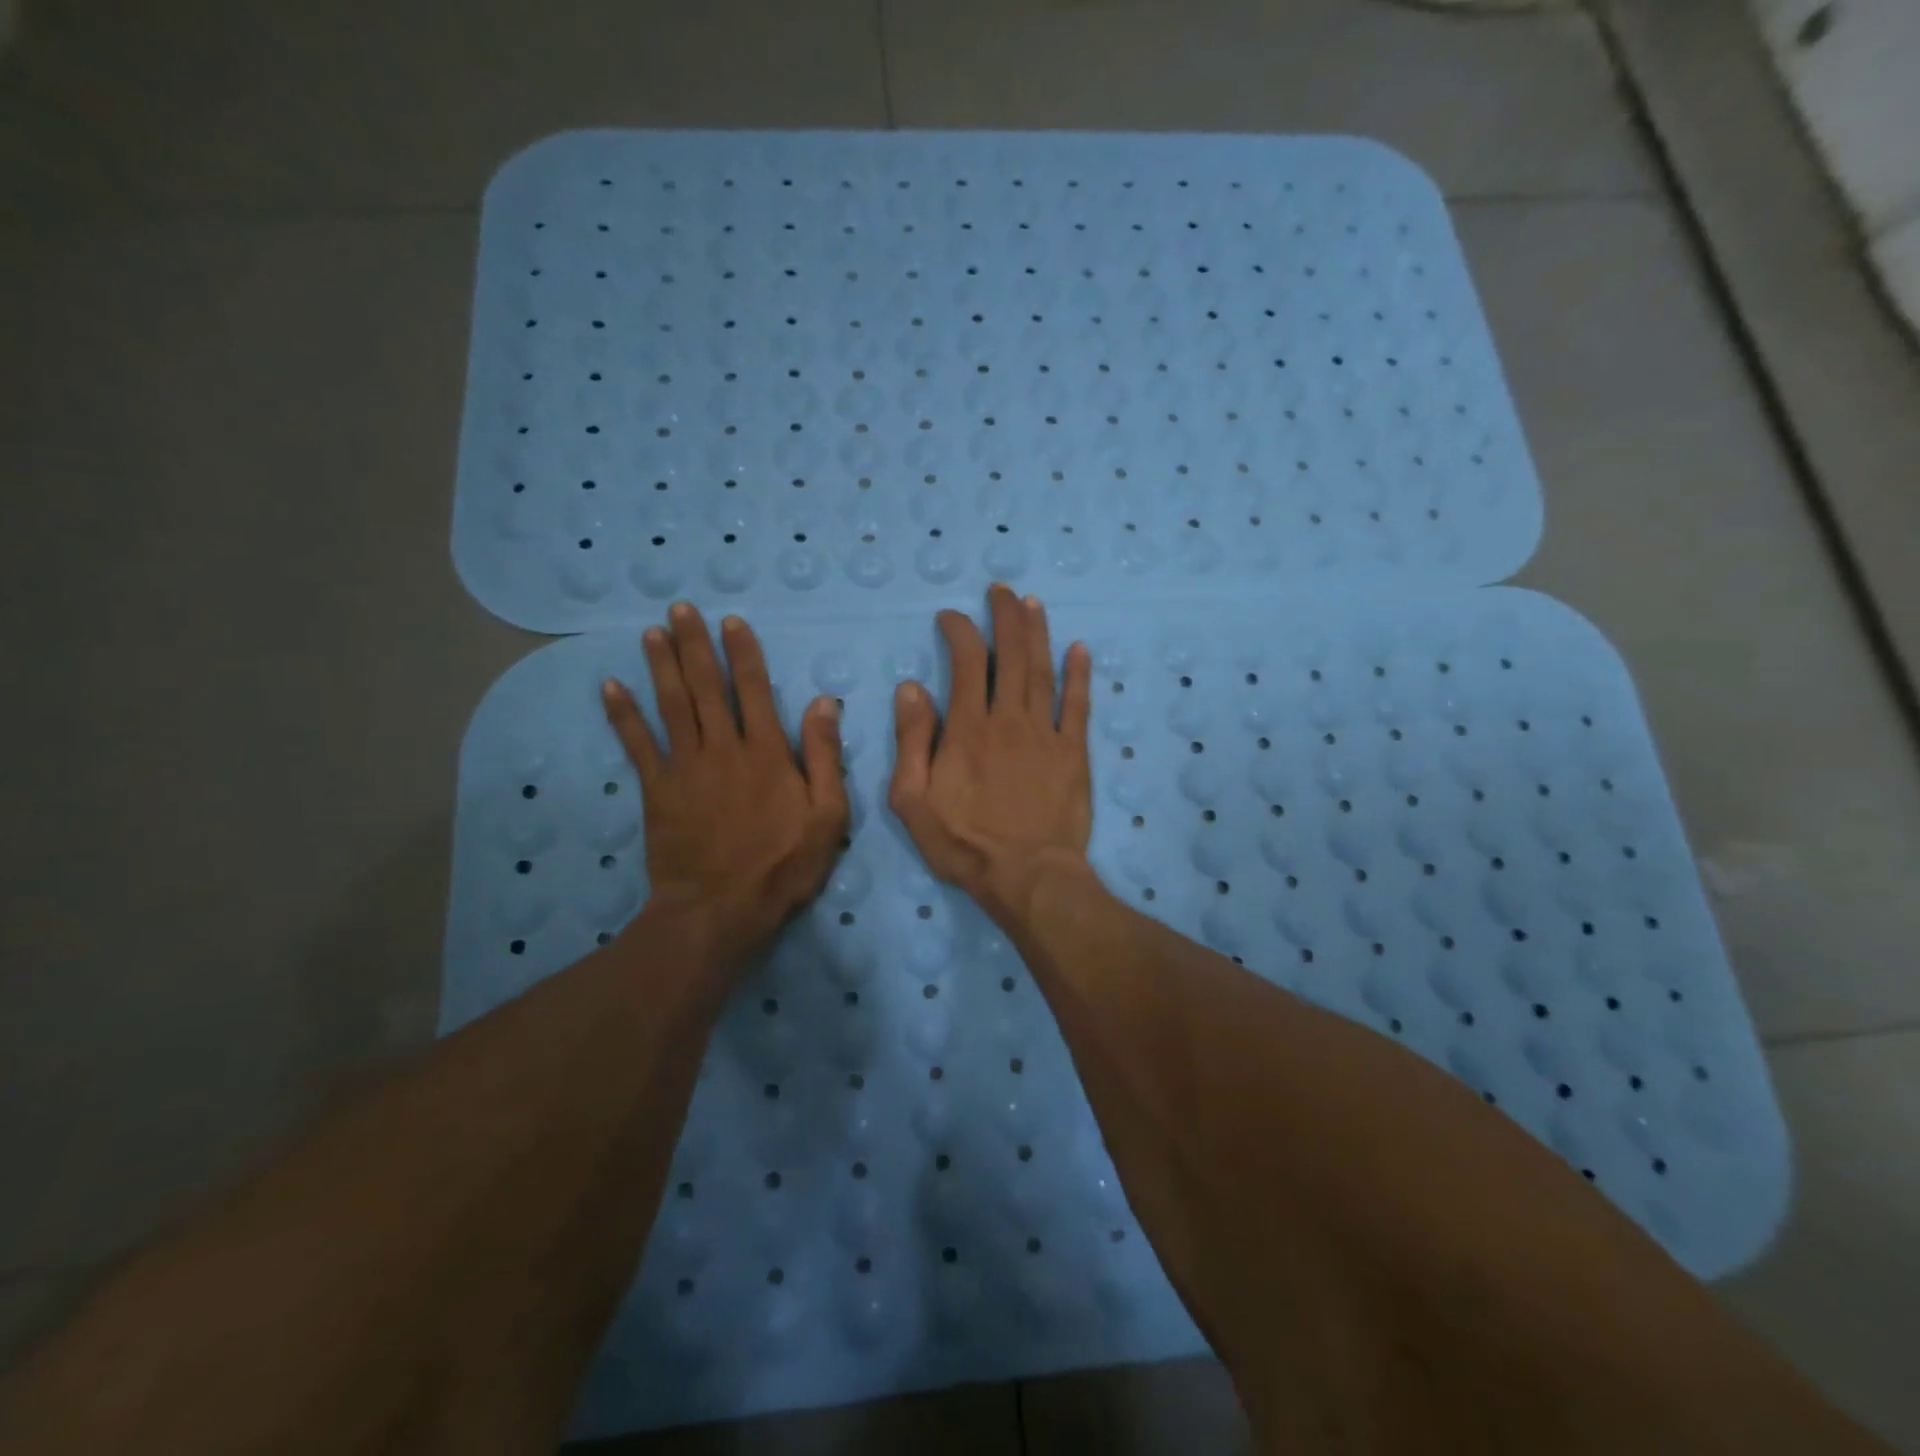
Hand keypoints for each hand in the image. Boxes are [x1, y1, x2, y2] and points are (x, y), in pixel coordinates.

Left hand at [602, 603, 848, 962]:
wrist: (721, 909)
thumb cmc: (783, 864)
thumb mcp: (828, 814)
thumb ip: (825, 756)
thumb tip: (823, 703)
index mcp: (767, 752)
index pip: (754, 690)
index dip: (743, 653)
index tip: (731, 621)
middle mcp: (723, 747)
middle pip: (706, 687)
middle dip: (694, 645)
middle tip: (680, 609)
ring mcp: (685, 767)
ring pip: (671, 705)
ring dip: (661, 665)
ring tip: (651, 632)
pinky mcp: (657, 790)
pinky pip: (637, 744)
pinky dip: (623, 714)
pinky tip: (610, 686)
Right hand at [889, 585, 1093, 922]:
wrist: (1027, 876)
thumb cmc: (964, 843)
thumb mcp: (913, 800)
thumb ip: (911, 741)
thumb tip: (912, 688)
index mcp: (967, 729)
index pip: (964, 663)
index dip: (958, 631)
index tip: (950, 616)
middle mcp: (1008, 719)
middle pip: (1009, 656)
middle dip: (1004, 617)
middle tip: (1000, 590)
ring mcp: (1046, 734)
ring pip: (1042, 671)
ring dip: (1037, 634)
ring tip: (1032, 603)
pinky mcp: (1074, 753)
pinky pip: (1079, 706)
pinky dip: (1080, 675)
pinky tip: (1079, 649)